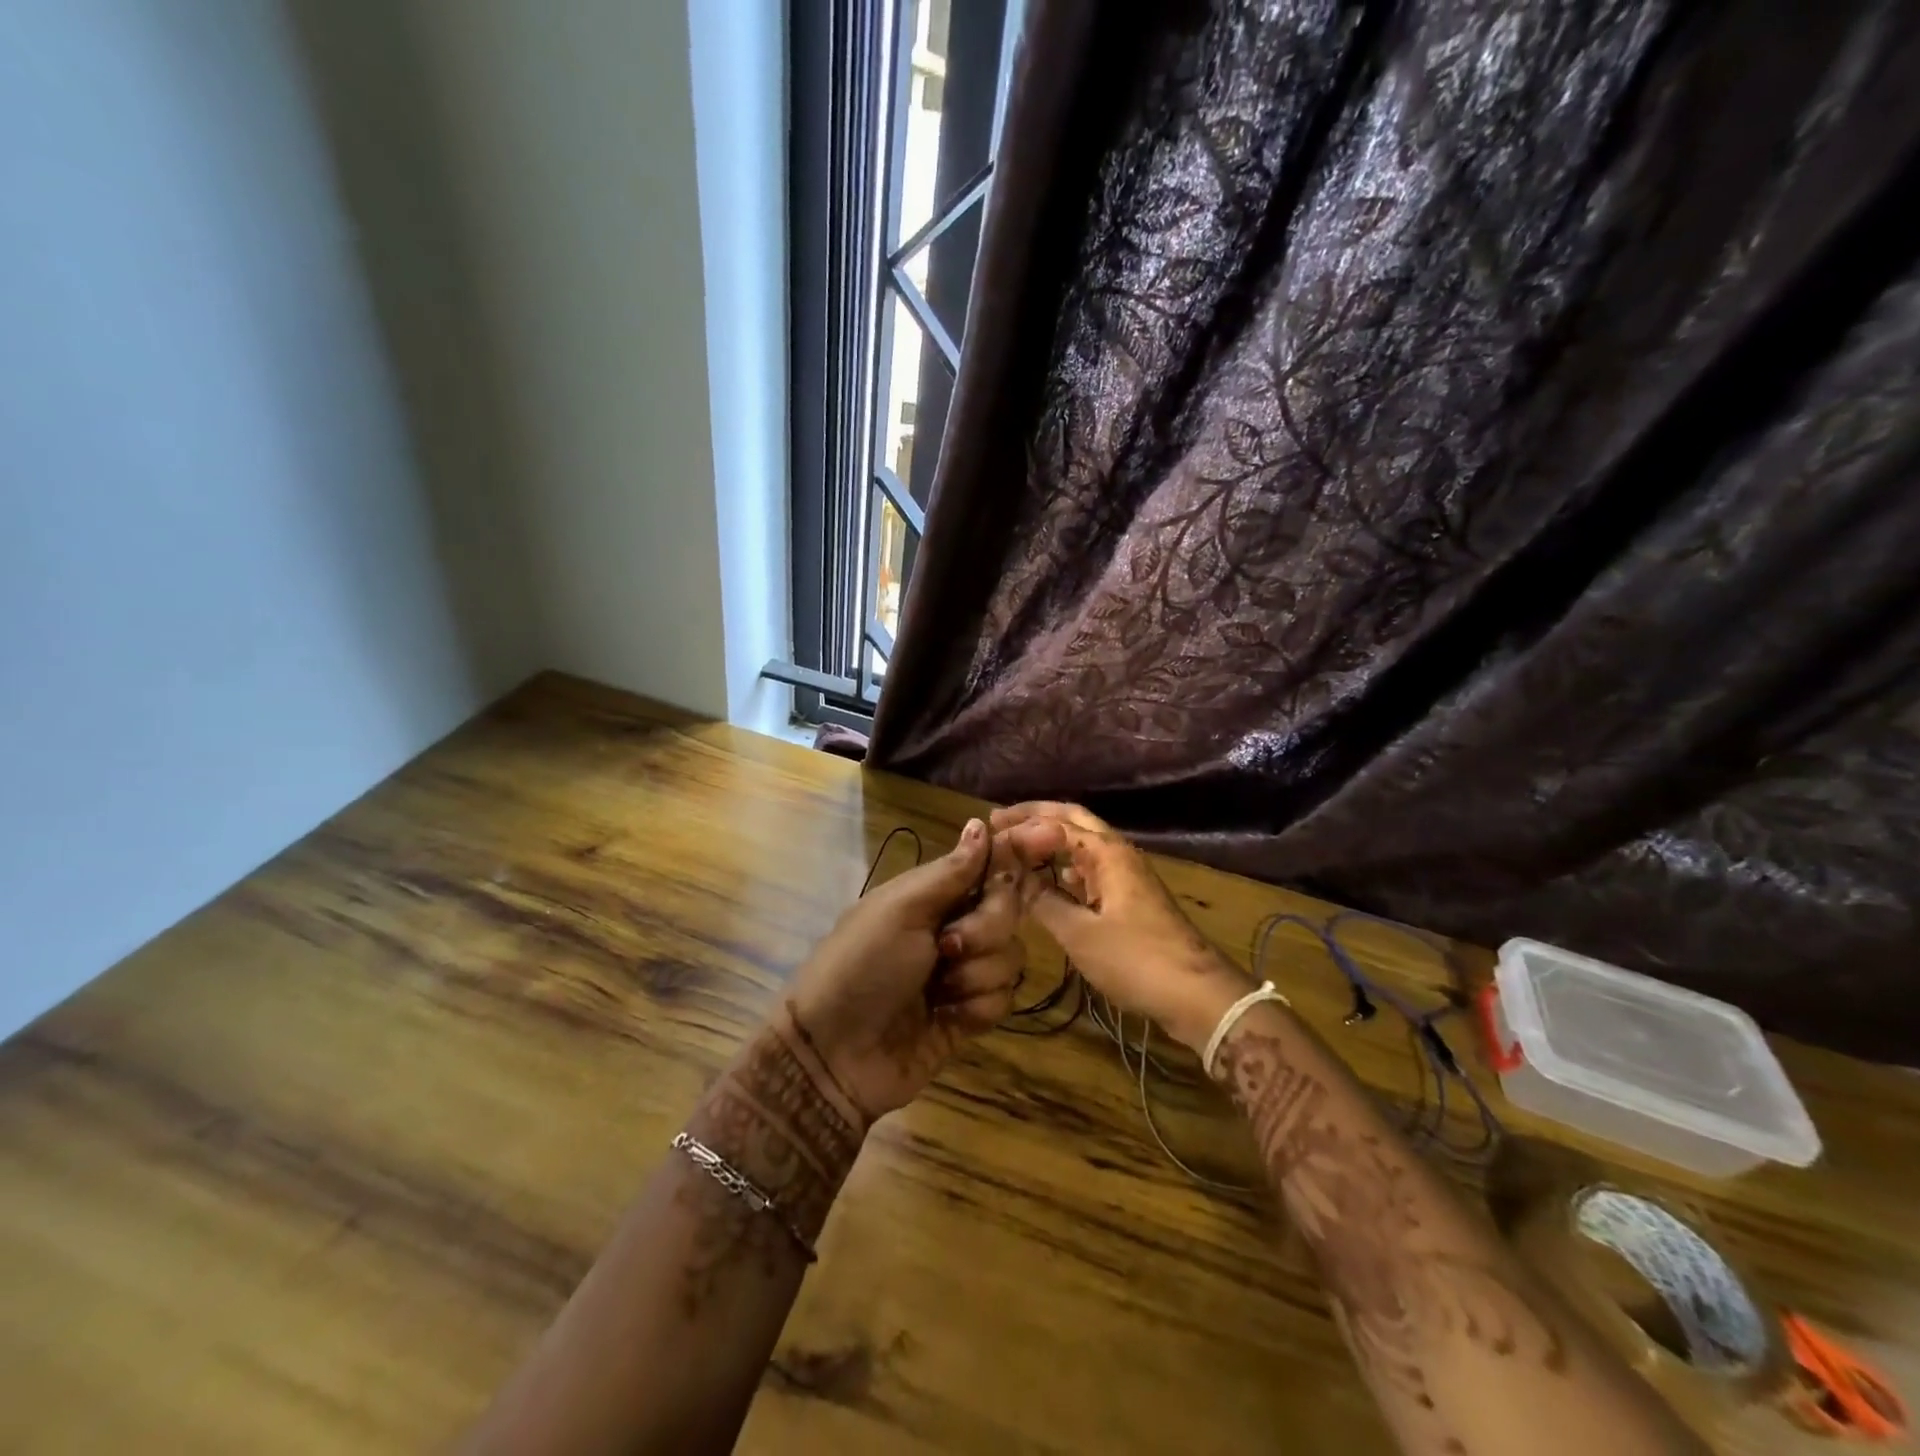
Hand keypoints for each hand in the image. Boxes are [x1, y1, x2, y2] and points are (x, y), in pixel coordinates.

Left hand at [786, 818, 1026, 1122]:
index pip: (987, 863)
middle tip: (947, 946)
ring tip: (937, 990)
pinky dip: (977, 1006)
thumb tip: (981, 823)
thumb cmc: (862, 966)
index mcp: (932, 894)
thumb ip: (950, 872)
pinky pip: (1005, 997)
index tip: (1052, 836)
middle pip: (1007, 909)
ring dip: (976, 974)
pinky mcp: (971, 1014)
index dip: (1017, 851)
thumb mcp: (899, 910)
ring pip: (1011, 956)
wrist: (835, 1055)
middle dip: (985, 928)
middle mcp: (953, 926)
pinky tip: (946, 1016)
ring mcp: (964, 972)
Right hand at [994, 802, 1251, 1052]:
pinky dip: (1065, 867)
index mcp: (1108, 853)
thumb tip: (1014, 880)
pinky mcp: (1130, 898)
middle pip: (1073, 821)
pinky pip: (1091, 869)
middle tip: (999, 821)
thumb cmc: (1136, 960)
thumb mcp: (1080, 934)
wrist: (1197, 995)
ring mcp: (1127, 876)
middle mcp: (1118, 854)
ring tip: (1016, 848)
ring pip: (1083, 845)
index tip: (989, 831)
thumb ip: (1043, 902)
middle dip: (1036, 818)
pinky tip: (1049, 882)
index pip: (1058, 823)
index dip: (1022, 825)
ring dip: (1050, 841)